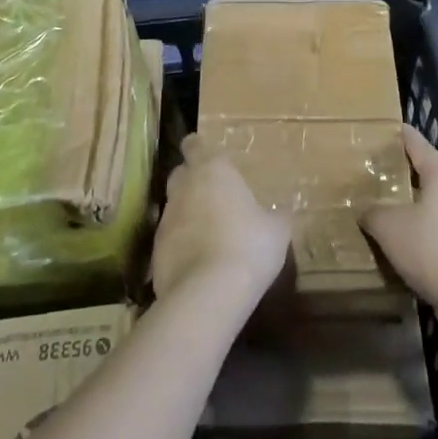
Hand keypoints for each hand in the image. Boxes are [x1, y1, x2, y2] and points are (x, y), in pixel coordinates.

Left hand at [150, 134, 291, 306]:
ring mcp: (166, 219)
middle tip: (213, 194)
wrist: (207, 294)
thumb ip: (276, 216)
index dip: (198, 148)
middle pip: (180, 172)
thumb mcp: (277, 230)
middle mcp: (184, 187)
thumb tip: (282, 213)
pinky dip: (180, 245)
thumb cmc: (248, 246)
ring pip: (174, 207)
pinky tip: (197, 262)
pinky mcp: (155, 251)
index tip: (207, 156)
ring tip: (208, 232)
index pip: (195, 144)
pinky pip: (169, 240)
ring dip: (187, 214)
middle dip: (192, 179)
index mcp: (213, 170)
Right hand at [361, 126, 437, 308]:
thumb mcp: (389, 227)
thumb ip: (373, 213)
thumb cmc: (431, 248)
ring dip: (417, 208)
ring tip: (392, 213)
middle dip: (406, 175)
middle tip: (380, 175)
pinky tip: (410, 248)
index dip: (400, 135)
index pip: (417, 144)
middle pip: (429, 175)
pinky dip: (428, 234)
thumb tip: (365, 211)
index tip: (387, 128)